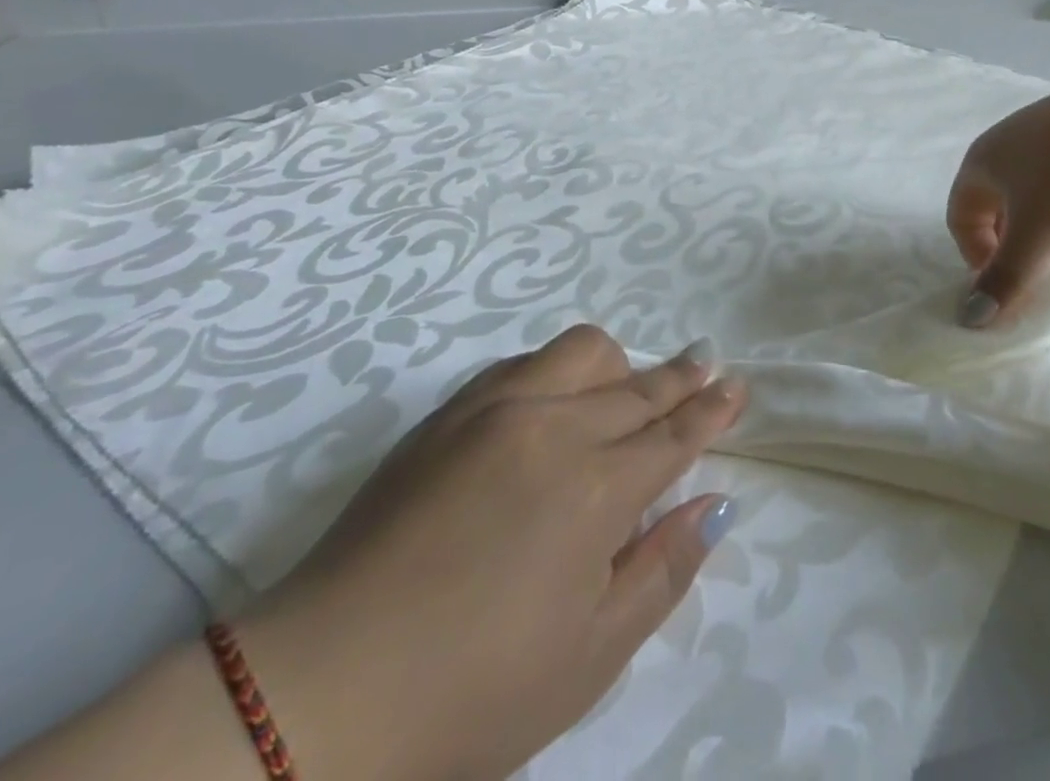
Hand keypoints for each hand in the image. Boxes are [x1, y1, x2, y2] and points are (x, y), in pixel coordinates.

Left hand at [238, 326, 746, 780]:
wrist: (314, 696)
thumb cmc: (469, 697)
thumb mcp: (589, 656)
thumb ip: (664, 569)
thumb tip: (716, 504)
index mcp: (596, 488)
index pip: (674, 432)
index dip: (711, 409)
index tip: (735, 387)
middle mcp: (554, 427)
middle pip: (638, 385)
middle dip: (680, 377)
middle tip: (706, 367)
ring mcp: (496, 410)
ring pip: (582, 352)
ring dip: (619, 366)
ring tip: (625, 394)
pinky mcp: (449, 415)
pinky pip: (524, 363)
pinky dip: (558, 372)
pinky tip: (554, 403)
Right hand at [947, 66, 1049, 326]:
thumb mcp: (1038, 233)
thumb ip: (1005, 278)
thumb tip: (969, 319)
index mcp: (980, 160)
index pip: (959, 217)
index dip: (976, 256)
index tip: (1010, 282)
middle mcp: (1003, 140)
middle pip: (991, 202)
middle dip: (1008, 241)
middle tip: (1037, 266)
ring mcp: (1041, 128)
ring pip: (1025, 188)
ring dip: (1036, 221)